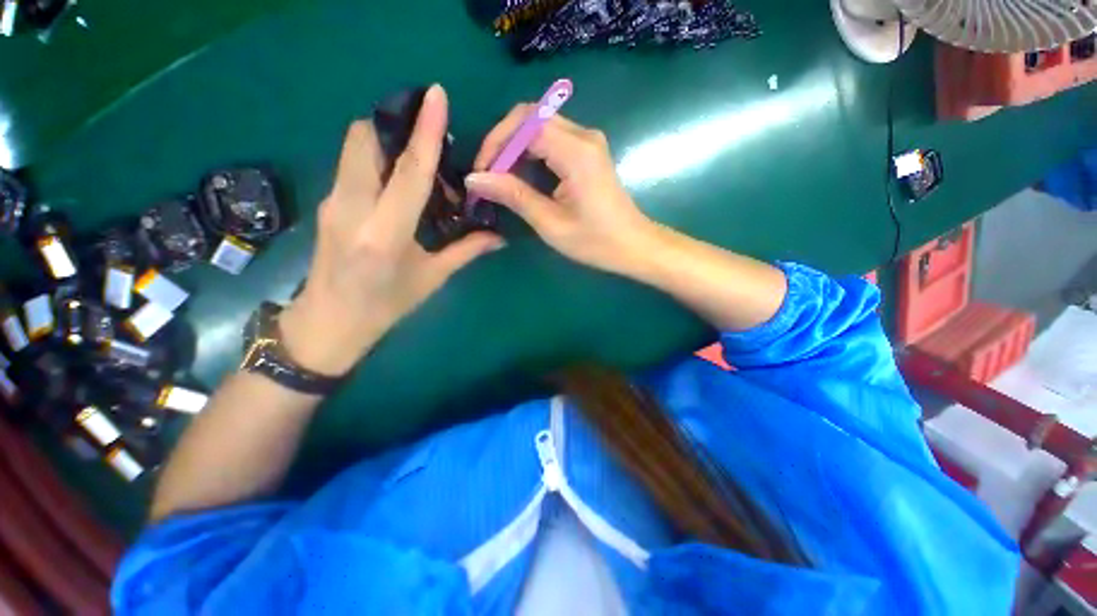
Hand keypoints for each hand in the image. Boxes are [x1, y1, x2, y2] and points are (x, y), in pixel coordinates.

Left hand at [279, 85, 503, 376]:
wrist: (329, 323)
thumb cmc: (386, 306)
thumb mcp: (431, 279)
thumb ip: (466, 251)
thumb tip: (499, 237)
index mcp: (385, 234)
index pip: (408, 172)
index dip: (425, 132)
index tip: (436, 96)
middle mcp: (352, 209)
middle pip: (364, 140)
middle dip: (395, 124)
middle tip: (429, 135)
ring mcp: (333, 203)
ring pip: (354, 148)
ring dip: (385, 140)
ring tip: (418, 160)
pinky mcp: (327, 203)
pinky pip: (351, 165)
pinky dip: (376, 159)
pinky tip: (398, 182)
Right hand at [465, 106, 655, 274]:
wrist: (634, 246)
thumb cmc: (596, 242)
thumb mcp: (552, 224)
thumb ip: (515, 196)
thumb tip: (475, 179)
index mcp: (576, 152)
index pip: (525, 124)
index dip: (496, 143)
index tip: (481, 173)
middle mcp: (583, 136)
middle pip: (531, 117)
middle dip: (503, 142)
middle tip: (488, 175)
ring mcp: (588, 141)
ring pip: (540, 126)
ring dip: (515, 147)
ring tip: (499, 178)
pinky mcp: (588, 152)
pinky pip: (552, 139)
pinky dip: (531, 152)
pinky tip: (521, 175)